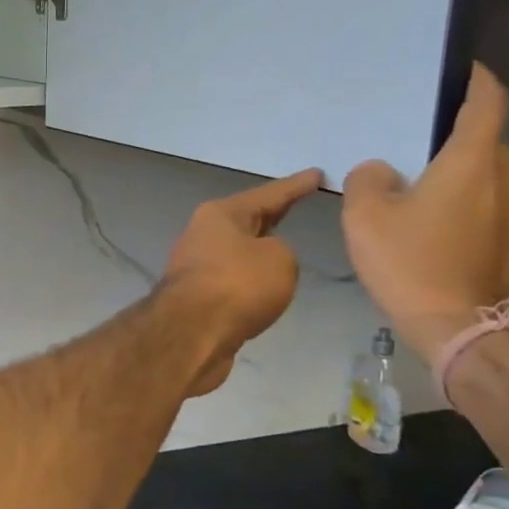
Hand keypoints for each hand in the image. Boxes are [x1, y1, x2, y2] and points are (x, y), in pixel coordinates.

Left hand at [162, 168, 323, 394]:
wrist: (191, 334)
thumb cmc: (237, 285)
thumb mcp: (279, 259)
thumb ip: (281, 252)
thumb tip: (263, 263)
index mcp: (220, 215)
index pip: (268, 194)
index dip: (295, 186)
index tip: (317, 174)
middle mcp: (202, 235)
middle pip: (247, 220)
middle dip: (272, 214)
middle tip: (298, 202)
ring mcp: (196, 267)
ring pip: (238, 251)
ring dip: (258, 250)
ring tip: (286, 246)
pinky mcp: (197, 298)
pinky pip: (234, 280)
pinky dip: (251, 279)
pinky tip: (264, 286)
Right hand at [341, 63, 508, 362]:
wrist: (459, 327)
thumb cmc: (410, 263)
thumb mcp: (366, 217)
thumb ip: (368, 179)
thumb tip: (382, 171)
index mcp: (473, 161)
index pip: (487, 102)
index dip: (476, 80)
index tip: (460, 69)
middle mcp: (506, 176)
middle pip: (483, 140)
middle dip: (452, 135)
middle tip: (410, 141)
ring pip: (484, 173)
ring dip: (454, 171)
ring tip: (413, 184)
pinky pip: (485, 201)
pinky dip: (461, 198)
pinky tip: (427, 219)